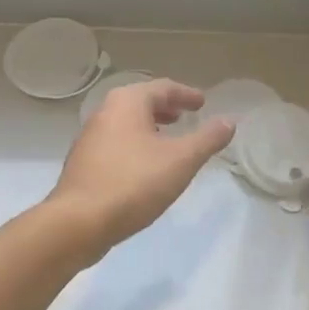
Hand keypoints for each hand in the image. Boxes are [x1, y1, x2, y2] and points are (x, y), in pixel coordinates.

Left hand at [46, 79, 235, 258]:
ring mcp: (89, 138)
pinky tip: (145, 166)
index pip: (163, 87)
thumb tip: (229, 121)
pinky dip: (135, 144)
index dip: (186, 94)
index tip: (202, 103)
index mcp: (127, 102)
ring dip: (150, 127)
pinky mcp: (83, 163)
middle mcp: (104, 112)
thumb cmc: (134, 183)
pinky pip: (116, 143)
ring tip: (169, 141)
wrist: (79, 222)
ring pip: (126, 123)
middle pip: (141, 102)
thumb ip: (207, 139)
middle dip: (165, 108)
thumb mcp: (181, 160)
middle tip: (185, 116)